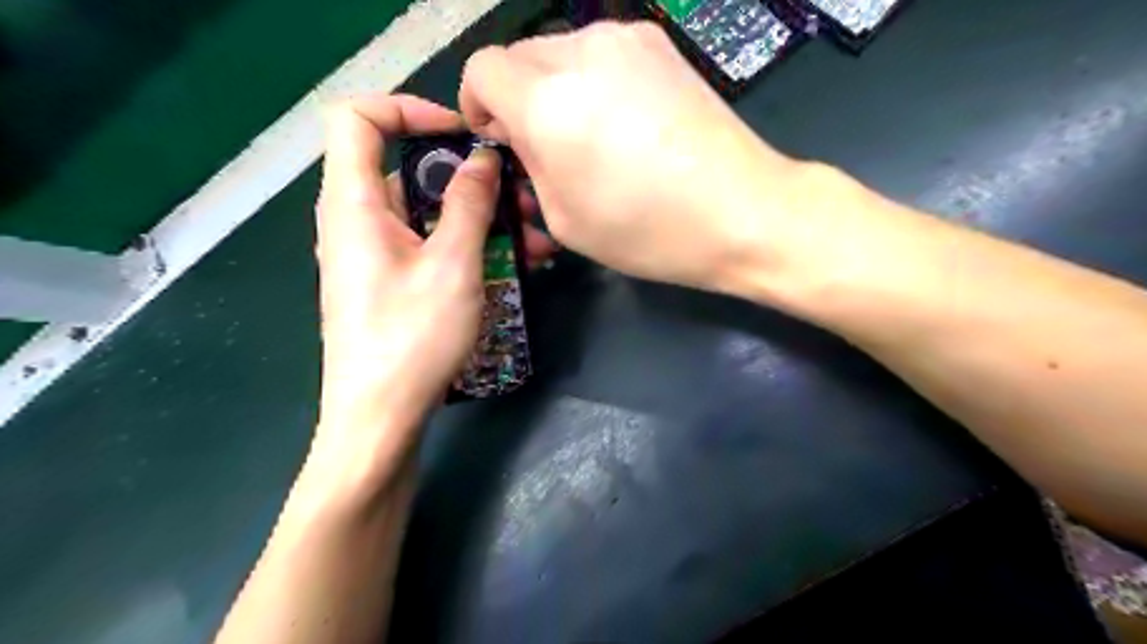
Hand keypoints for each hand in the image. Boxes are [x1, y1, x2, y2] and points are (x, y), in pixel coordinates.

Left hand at [314, 96, 553, 464]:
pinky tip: (516, 266)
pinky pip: (430, 246)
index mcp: (354, 203)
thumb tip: (482, 159)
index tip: (462, 134)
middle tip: (523, 198)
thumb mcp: (452, 264)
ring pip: (428, 215)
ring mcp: (375, 255)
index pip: (358, 118)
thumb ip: (468, 203)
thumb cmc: (412, 337)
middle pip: (408, 171)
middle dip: (470, 179)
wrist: (380, 418)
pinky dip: (468, 246)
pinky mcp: (391, 282)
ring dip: (482, 220)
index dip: (408, 109)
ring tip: (536, 242)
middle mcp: (357, 221)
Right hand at [457, 19, 804, 289]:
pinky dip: (592, 81)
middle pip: (517, 57)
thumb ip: (529, 165)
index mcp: (547, 102)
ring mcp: (626, 39)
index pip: (480, 70)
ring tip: (587, 137)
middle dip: (516, 99)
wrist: (742, 210)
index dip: (477, 104)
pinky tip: (621, 121)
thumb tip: (520, 135)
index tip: (497, 138)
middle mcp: (581, 52)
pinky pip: (600, 53)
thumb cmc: (647, 230)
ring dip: (554, 89)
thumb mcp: (564, 219)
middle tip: (543, 147)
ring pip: (559, 52)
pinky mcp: (660, 44)